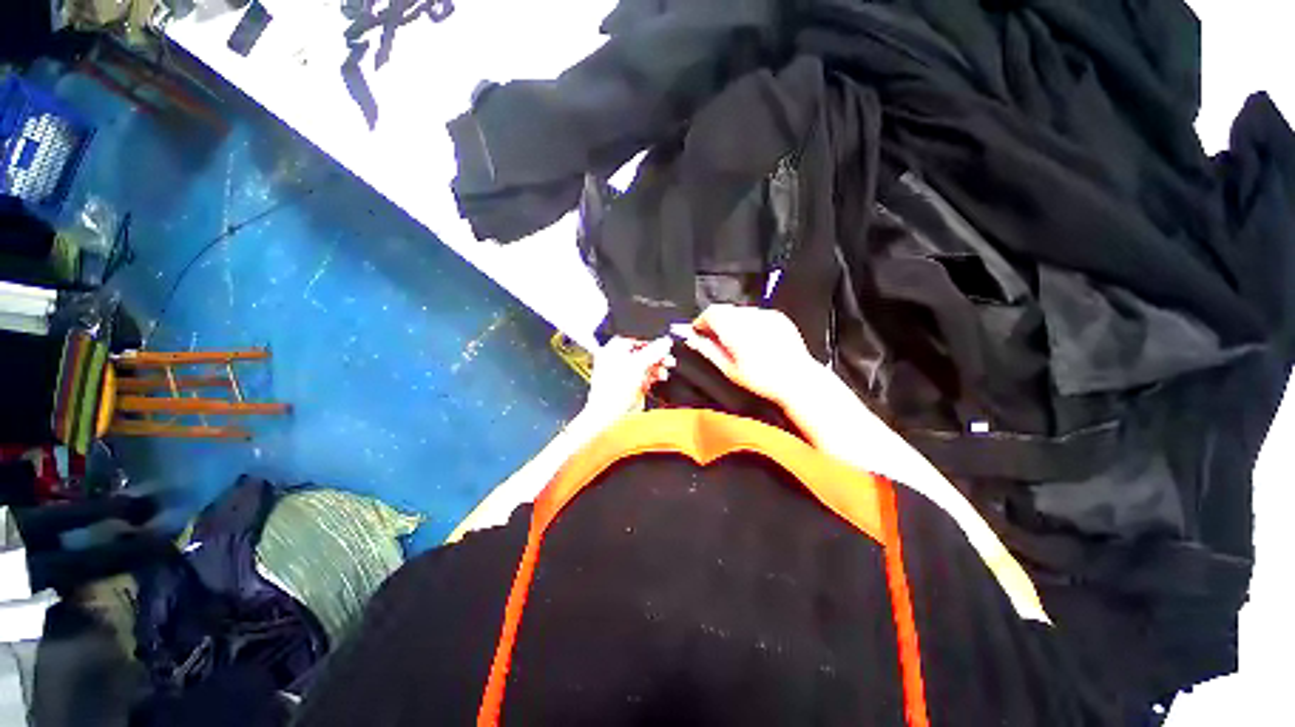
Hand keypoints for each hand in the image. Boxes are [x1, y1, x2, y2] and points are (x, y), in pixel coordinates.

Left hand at [578, 336, 675, 429]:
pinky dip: (654, 376)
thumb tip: (665, 342)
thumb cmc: (612, 389)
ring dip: (657, 366)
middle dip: (656, 355)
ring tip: (666, 368)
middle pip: (642, 352)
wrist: (608, 414)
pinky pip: (645, 376)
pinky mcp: (630, 385)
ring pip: (645, 364)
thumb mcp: (637, 365)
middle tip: (667, 358)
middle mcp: (617, 359)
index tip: (663, 345)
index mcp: (613, 349)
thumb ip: (653, 351)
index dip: (651, 341)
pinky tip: (660, 377)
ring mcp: (624, 373)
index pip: (635, 338)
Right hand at [671, 304, 823, 405]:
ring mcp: (766, 315)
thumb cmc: (763, 379)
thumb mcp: (729, 369)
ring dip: (732, 322)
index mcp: (735, 330)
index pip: (710, 312)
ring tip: (737, 342)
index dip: (701, 322)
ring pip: (739, 311)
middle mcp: (750, 318)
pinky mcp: (778, 317)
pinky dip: (749, 323)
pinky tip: (754, 340)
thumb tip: (692, 339)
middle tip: (715, 339)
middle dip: (716, 322)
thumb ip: (708, 350)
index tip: (698, 332)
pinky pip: (756, 314)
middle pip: (724, 310)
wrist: (797, 380)